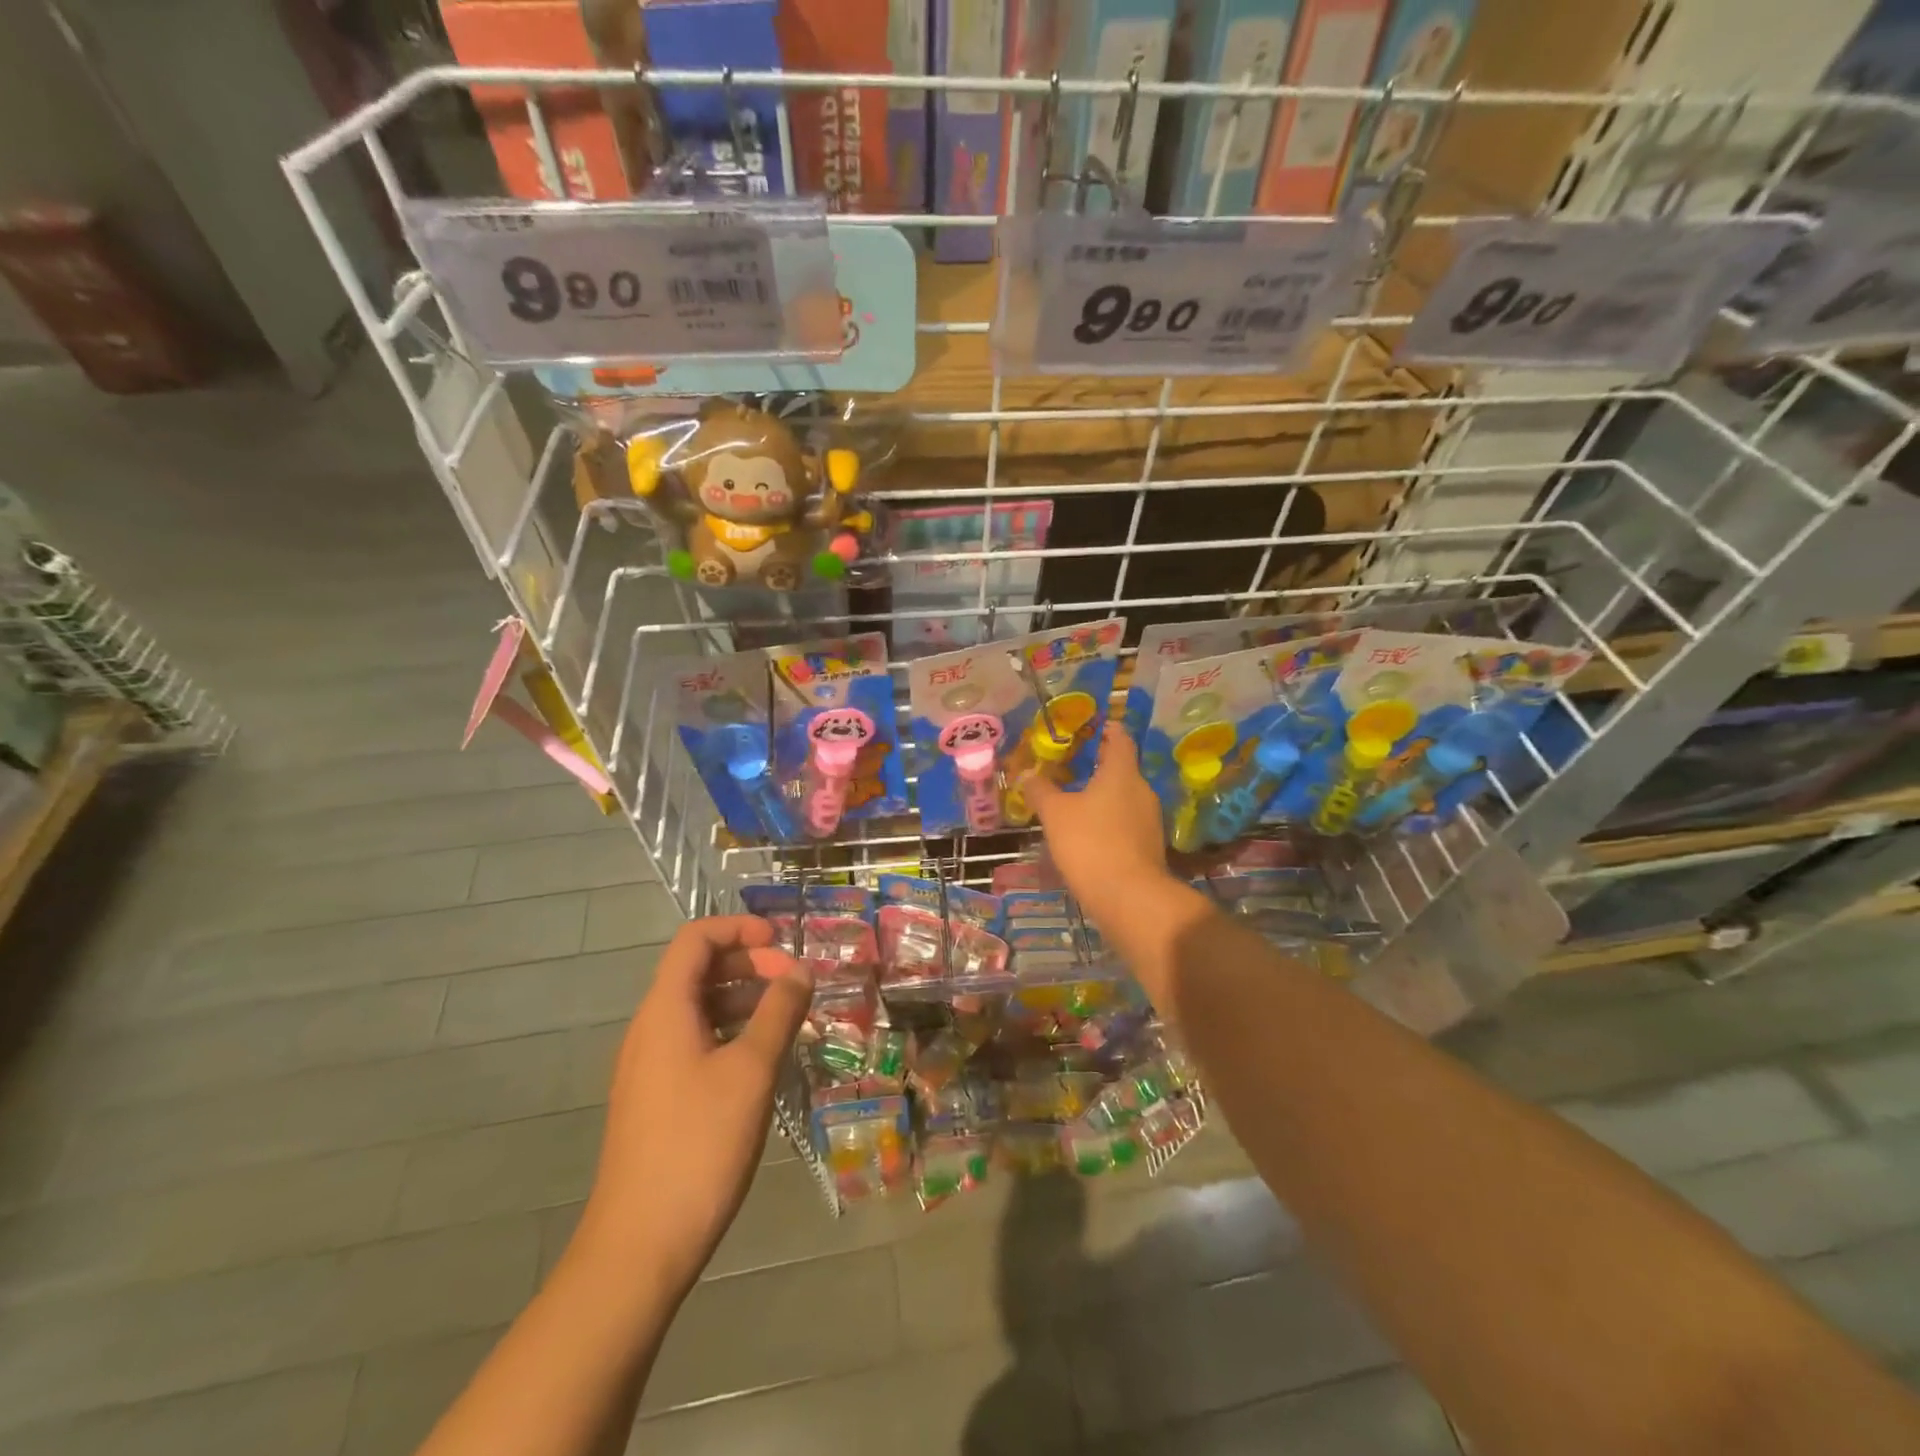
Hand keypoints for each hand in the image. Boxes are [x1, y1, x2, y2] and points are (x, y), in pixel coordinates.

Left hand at [578, 916, 811, 1301]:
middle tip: (795, 982)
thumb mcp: (751, 1071)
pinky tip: (762, 1057)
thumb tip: (800, 971)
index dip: (738, 928)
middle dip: (749, 963)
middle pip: (697, 970)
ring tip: (788, 1016)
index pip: (695, 939)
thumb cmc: (699, 1144)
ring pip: (698, 1008)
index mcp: (665, 1011)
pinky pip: (695, 1041)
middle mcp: (650, 1028)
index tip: (782, 940)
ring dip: (743, 999)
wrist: (639, 1245)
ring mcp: (649, 1065)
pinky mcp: (656, 1097)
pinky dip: (731, 1031)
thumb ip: (779, 1012)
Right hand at [1024, 723, 1171, 926]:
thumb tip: (1027, 774)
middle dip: (1097, 766)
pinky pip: (1125, 823)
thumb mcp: (1055, 814)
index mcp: (1122, 772)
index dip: (1105, 729)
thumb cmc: (1090, 843)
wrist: (1129, 898)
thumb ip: (1041, 790)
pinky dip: (1108, 821)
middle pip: (1121, 768)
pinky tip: (1087, 834)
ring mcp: (1149, 820)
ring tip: (1073, 801)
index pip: (1119, 737)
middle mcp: (1142, 790)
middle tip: (1069, 766)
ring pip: (1123, 797)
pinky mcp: (1148, 847)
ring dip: (1101, 796)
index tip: (1088, 727)